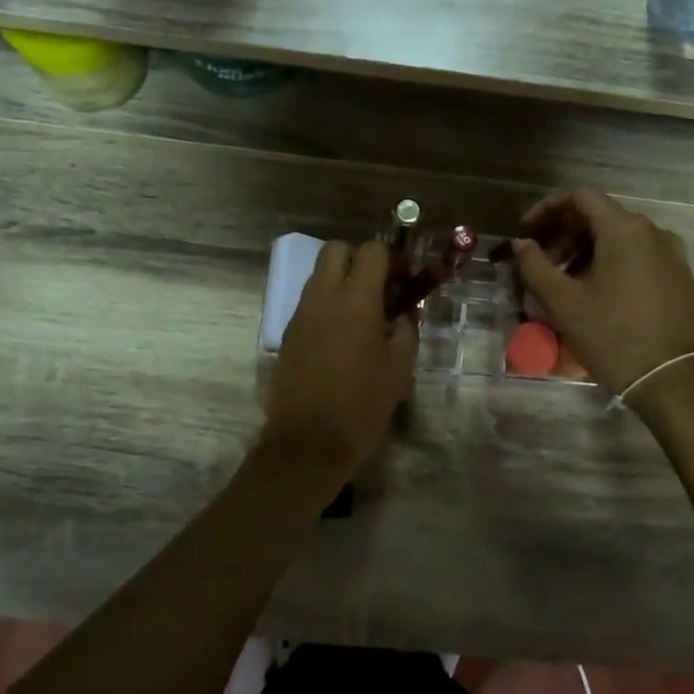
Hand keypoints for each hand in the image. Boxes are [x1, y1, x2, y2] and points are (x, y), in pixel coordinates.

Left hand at [263, 239, 418, 476]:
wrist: (307, 443)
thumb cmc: (361, 405)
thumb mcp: (399, 370)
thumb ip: (405, 332)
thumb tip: (403, 317)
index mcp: (356, 300)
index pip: (372, 251)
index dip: (392, 257)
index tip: (406, 277)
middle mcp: (323, 297)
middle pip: (336, 250)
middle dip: (359, 258)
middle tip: (380, 287)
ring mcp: (300, 315)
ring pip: (318, 276)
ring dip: (341, 282)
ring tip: (363, 315)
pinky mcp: (287, 335)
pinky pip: (309, 303)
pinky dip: (327, 306)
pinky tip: (342, 337)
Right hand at [509, 188, 693, 401]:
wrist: (674, 380)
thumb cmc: (613, 338)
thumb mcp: (563, 303)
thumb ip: (534, 266)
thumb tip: (520, 244)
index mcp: (624, 230)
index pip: (580, 197)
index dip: (547, 209)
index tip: (526, 233)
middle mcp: (653, 232)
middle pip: (600, 215)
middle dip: (564, 233)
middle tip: (540, 262)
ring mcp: (671, 254)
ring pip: (619, 237)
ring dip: (585, 250)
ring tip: (563, 281)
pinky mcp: (679, 277)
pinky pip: (638, 255)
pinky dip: (610, 261)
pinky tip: (595, 292)